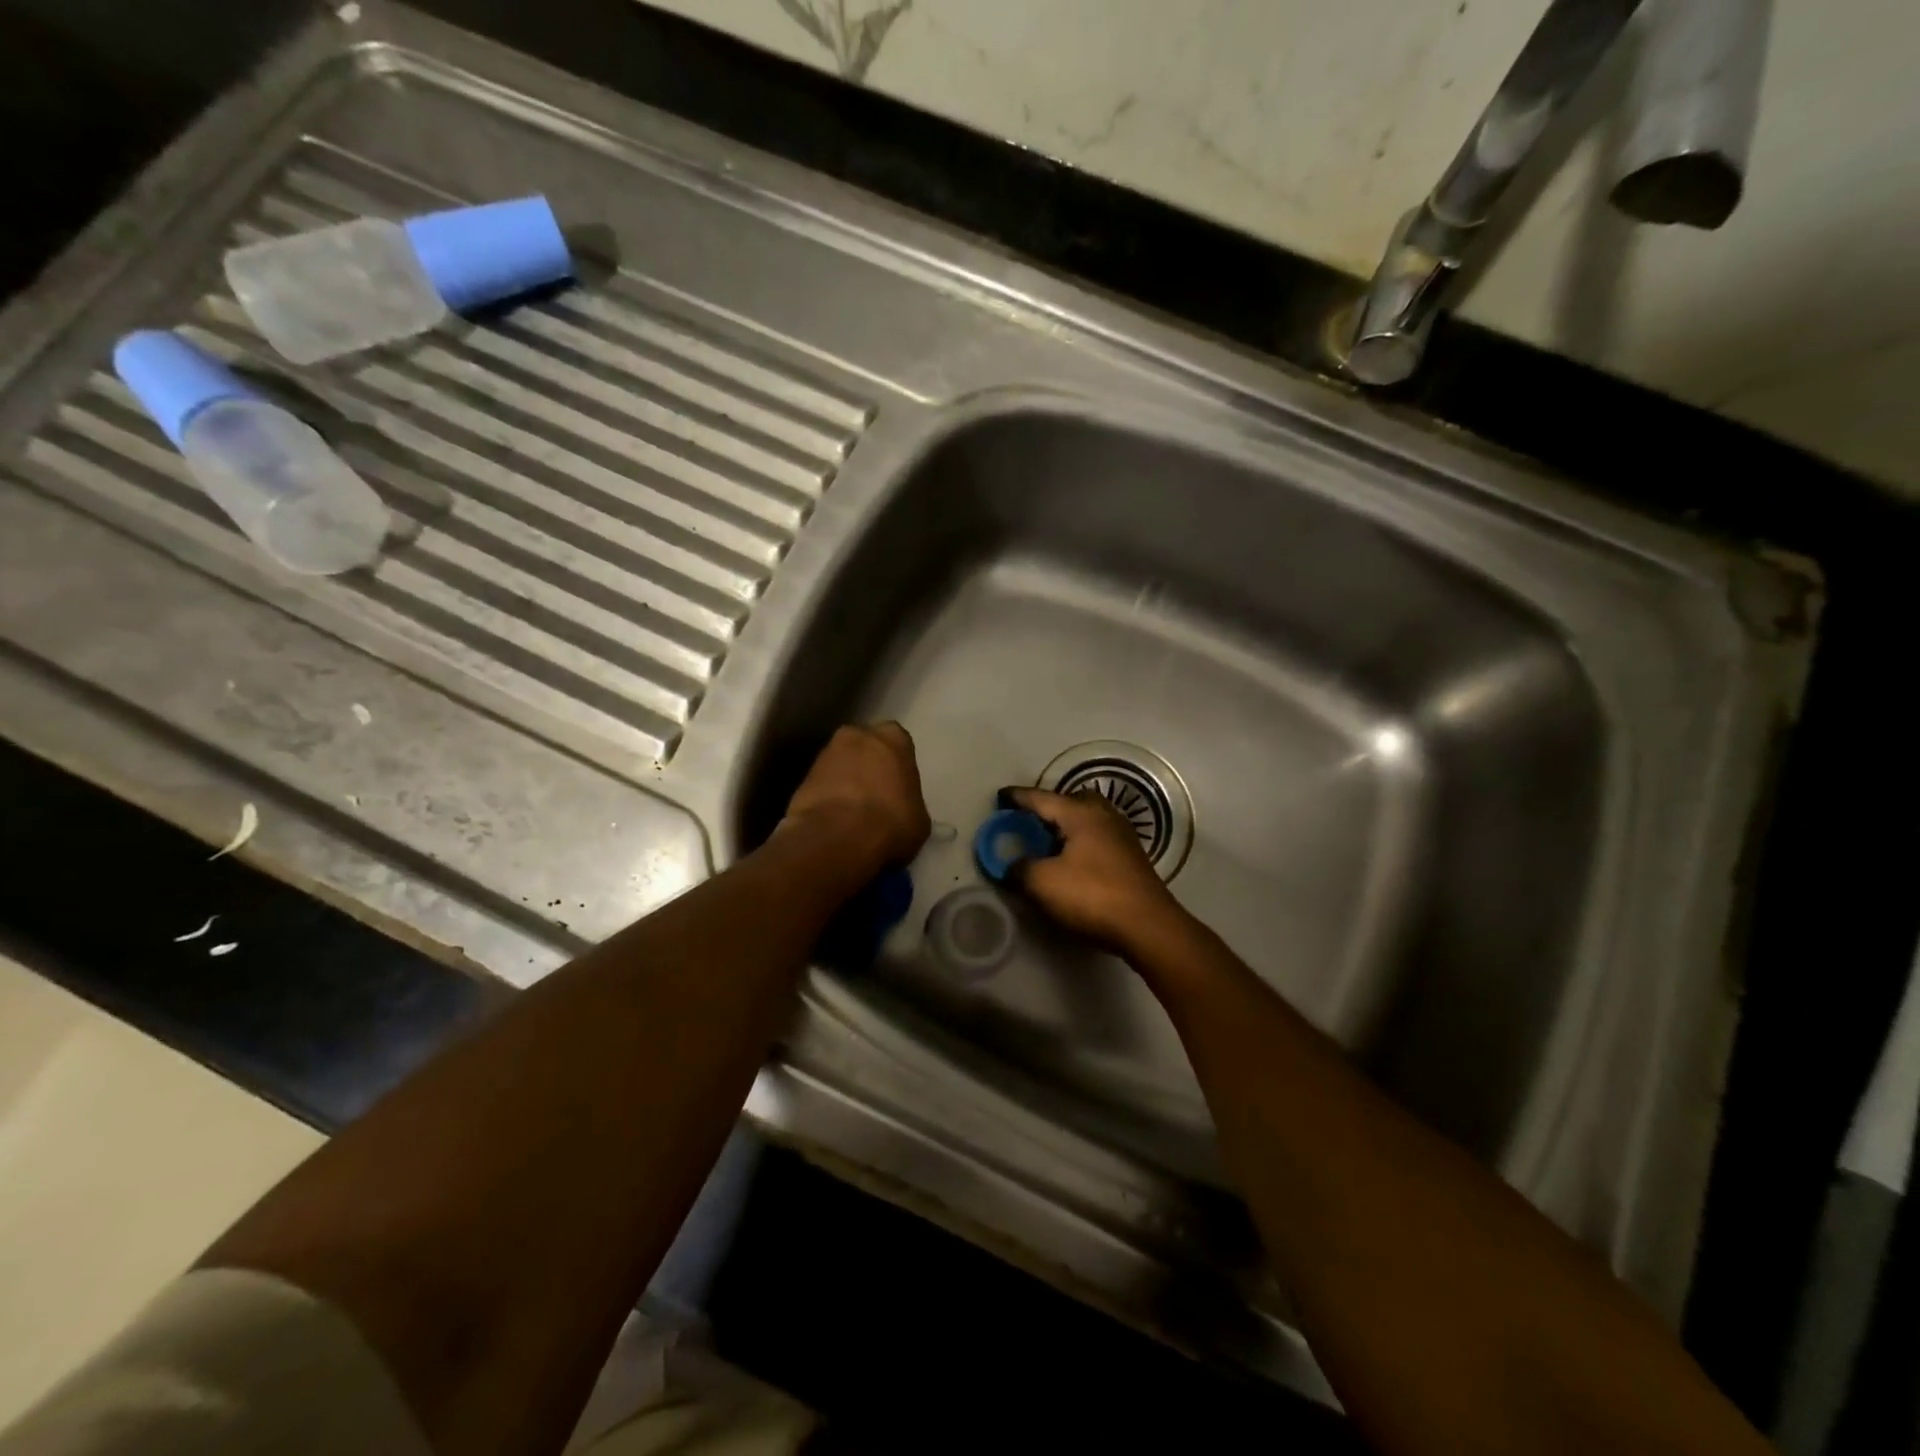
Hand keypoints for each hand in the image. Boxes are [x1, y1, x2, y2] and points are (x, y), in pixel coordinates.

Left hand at [783, 723, 930, 869]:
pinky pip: (821, 785)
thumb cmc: (891, 822)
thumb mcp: (919, 818)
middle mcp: (857, 735)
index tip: (899, 787)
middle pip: (865, 747)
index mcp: (893, 738)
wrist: (837, 838)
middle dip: (868, 766)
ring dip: (845, 781)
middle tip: (875, 795)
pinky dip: (827, 797)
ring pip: (840, 764)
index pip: (898, 743)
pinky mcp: (802, 777)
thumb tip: (902, 809)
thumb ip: (910, 802)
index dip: (897, 766)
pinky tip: (834, 821)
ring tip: (852, 813)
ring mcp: (825, 753)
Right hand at [1001, 786, 1189, 955]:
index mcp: (1080, 813)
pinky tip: (1073, 860)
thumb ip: (1019, 869)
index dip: (1017, 797)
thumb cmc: (1091, 896)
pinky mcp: (1132, 856)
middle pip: (1071, 800)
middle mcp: (1104, 815)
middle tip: (1029, 820)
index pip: (1040, 798)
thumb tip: (1012, 867)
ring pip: (1088, 818)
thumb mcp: (1042, 884)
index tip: (1000, 796)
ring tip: (1049, 842)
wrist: (1147, 926)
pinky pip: (1099, 837)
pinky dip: (1081, 841)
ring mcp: (1122, 835)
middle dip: (1049, 807)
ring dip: (1067, 825)